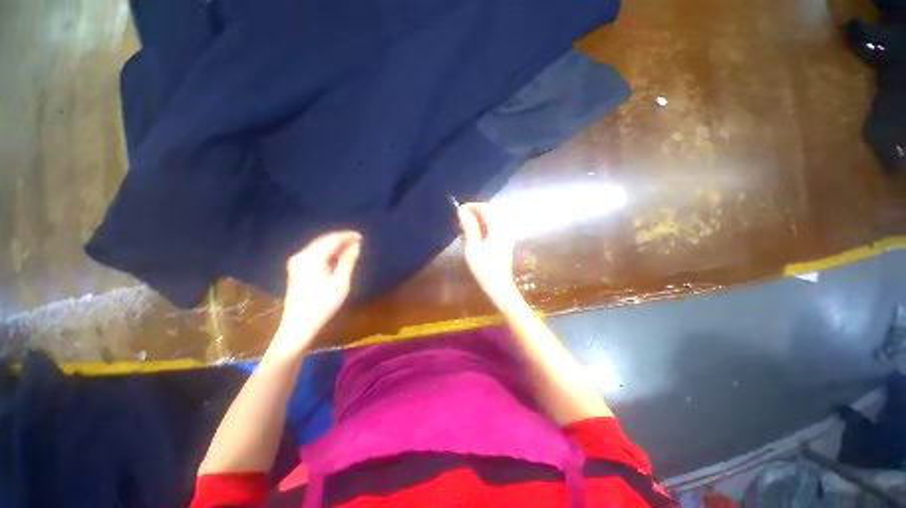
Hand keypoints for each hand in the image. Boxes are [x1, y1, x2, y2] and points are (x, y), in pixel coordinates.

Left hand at [274, 231, 361, 351]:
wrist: (298, 326)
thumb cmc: (322, 305)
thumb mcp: (340, 283)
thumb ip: (348, 261)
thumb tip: (356, 245)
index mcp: (311, 258)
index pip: (331, 240)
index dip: (347, 236)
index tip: (361, 236)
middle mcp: (301, 256)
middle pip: (323, 241)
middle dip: (341, 239)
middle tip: (358, 241)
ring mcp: (297, 263)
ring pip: (319, 247)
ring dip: (335, 245)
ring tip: (351, 247)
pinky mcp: (297, 270)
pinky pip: (315, 254)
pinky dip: (328, 252)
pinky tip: (338, 256)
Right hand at [457, 203, 519, 306]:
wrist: (499, 287)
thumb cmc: (484, 270)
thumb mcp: (472, 249)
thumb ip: (469, 228)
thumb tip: (462, 212)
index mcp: (497, 230)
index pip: (486, 209)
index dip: (472, 206)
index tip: (459, 209)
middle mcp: (504, 230)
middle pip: (491, 212)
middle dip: (476, 211)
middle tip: (461, 218)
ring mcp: (506, 236)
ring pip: (493, 220)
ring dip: (479, 218)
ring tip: (465, 225)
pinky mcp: (505, 242)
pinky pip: (494, 227)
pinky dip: (484, 226)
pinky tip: (475, 234)